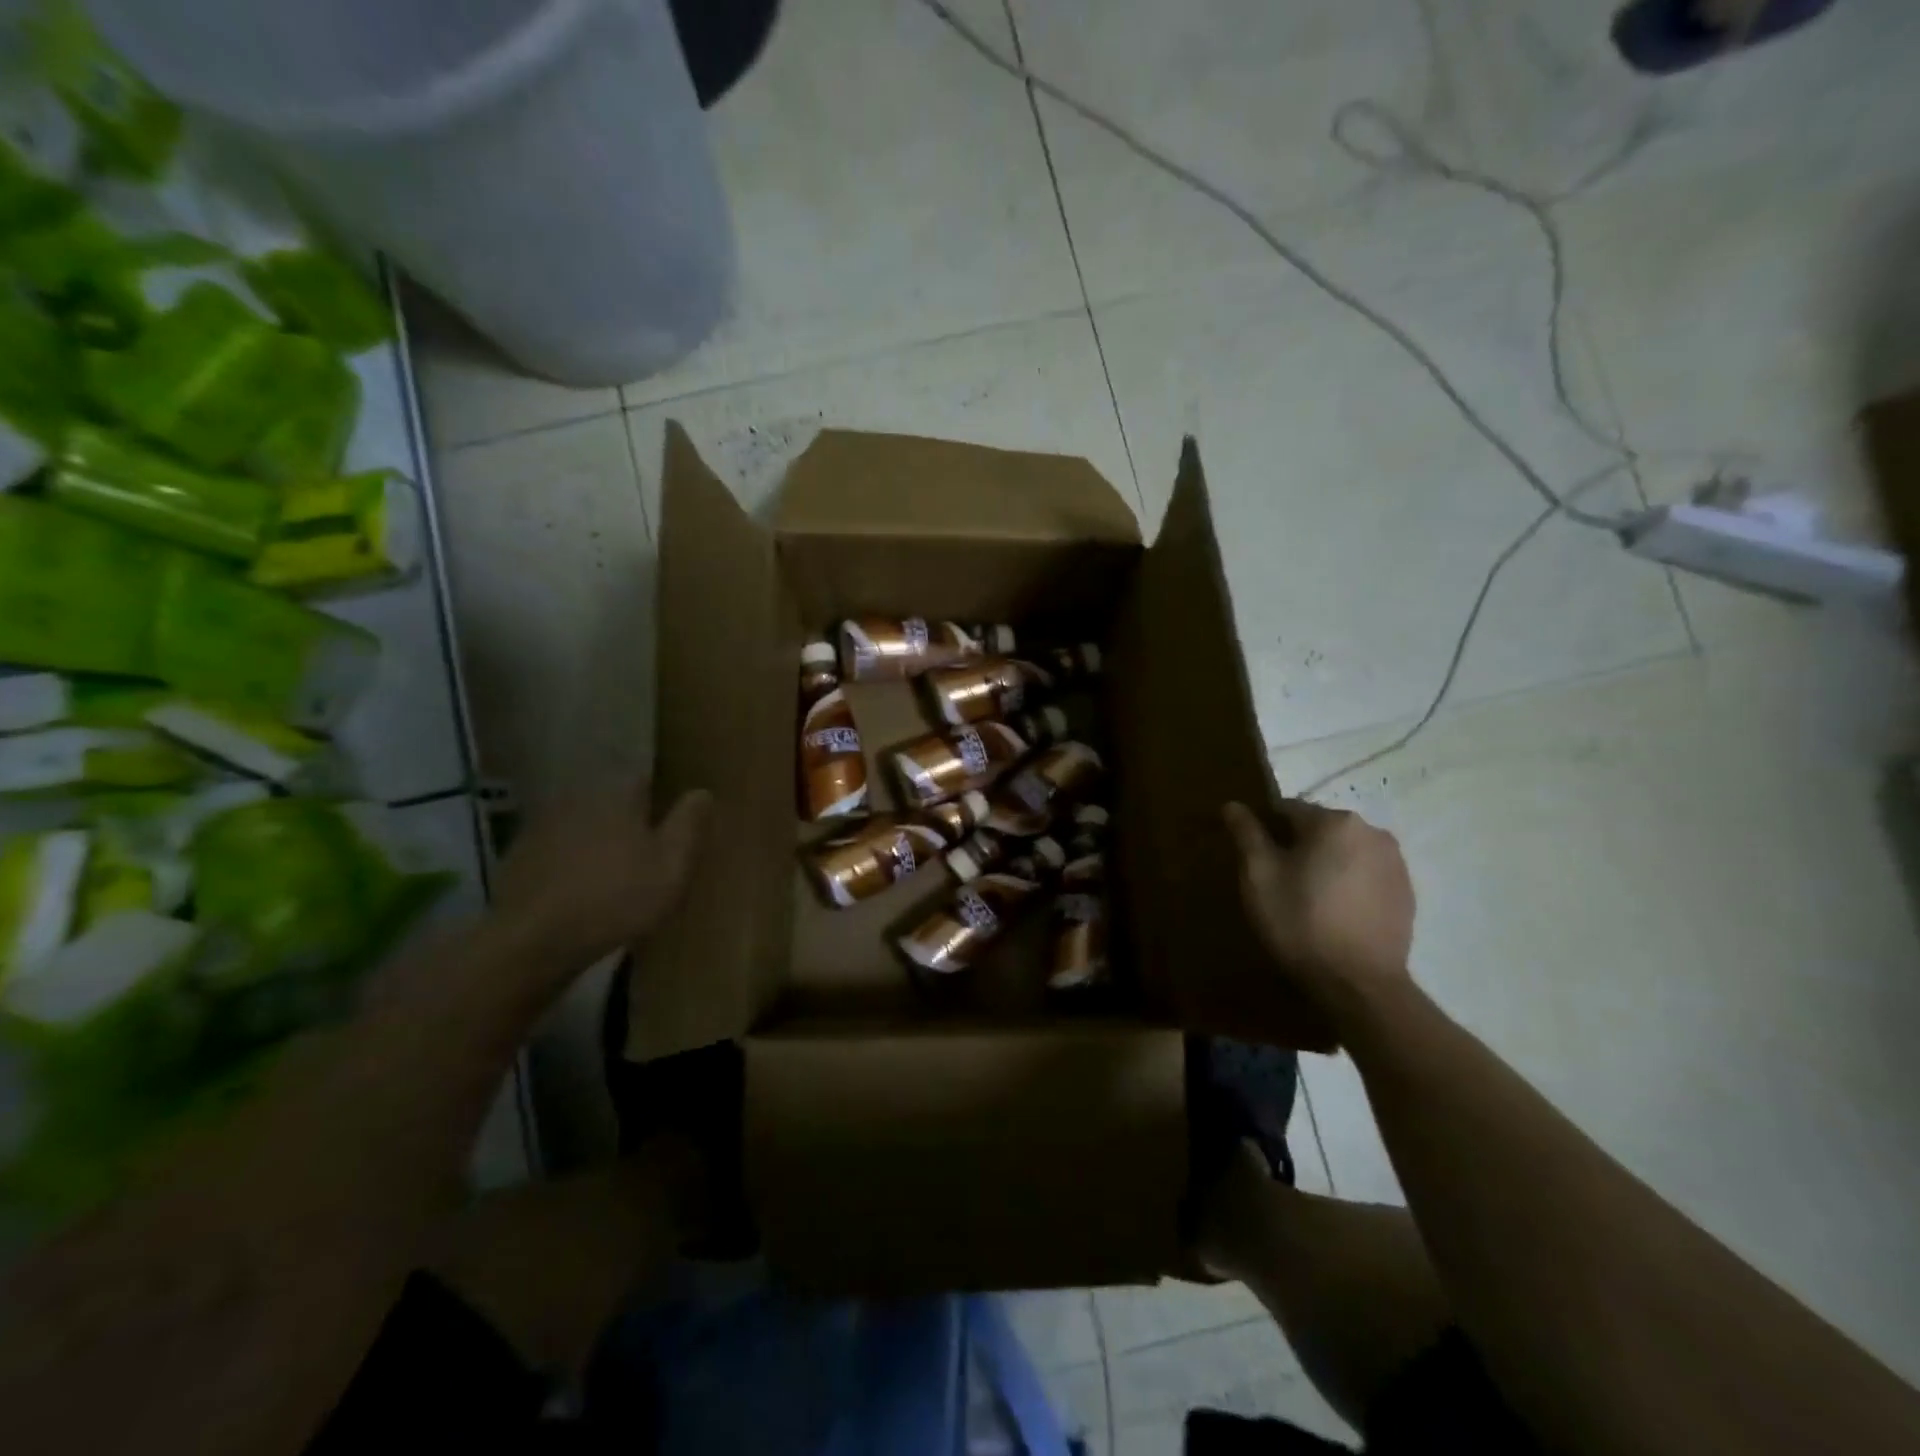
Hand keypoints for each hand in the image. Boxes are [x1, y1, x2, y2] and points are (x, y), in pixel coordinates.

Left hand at [492, 782, 711, 967]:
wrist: (532, 941)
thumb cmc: (616, 897)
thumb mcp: (672, 865)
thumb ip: (689, 824)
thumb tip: (702, 791)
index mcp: (617, 795)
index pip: (647, 780)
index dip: (663, 800)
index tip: (674, 822)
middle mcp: (578, 799)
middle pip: (613, 804)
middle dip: (630, 823)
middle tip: (648, 854)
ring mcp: (542, 827)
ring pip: (584, 828)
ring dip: (600, 844)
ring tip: (616, 876)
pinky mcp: (520, 858)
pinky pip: (559, 853)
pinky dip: (572, 865)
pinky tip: (582, 892)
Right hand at [1223, 798, 1414, 1019]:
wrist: (1358, 983)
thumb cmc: (1300, 921)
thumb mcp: (1259, 876)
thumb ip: (1247, 834)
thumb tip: (1233, 805)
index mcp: (1334, 821)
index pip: (1287, 810)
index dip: (1266, 832)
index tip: (1256, 860)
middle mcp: (1371, 831)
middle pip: (1320, 828)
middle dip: (1298, 847)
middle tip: (1279, 882)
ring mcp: (1395, 862)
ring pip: (1345, 851)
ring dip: (1325, 864)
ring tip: (1309, 900)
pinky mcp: (1407, 892)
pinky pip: (1366, 874)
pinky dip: (1349, 883)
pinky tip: (1336, 912)